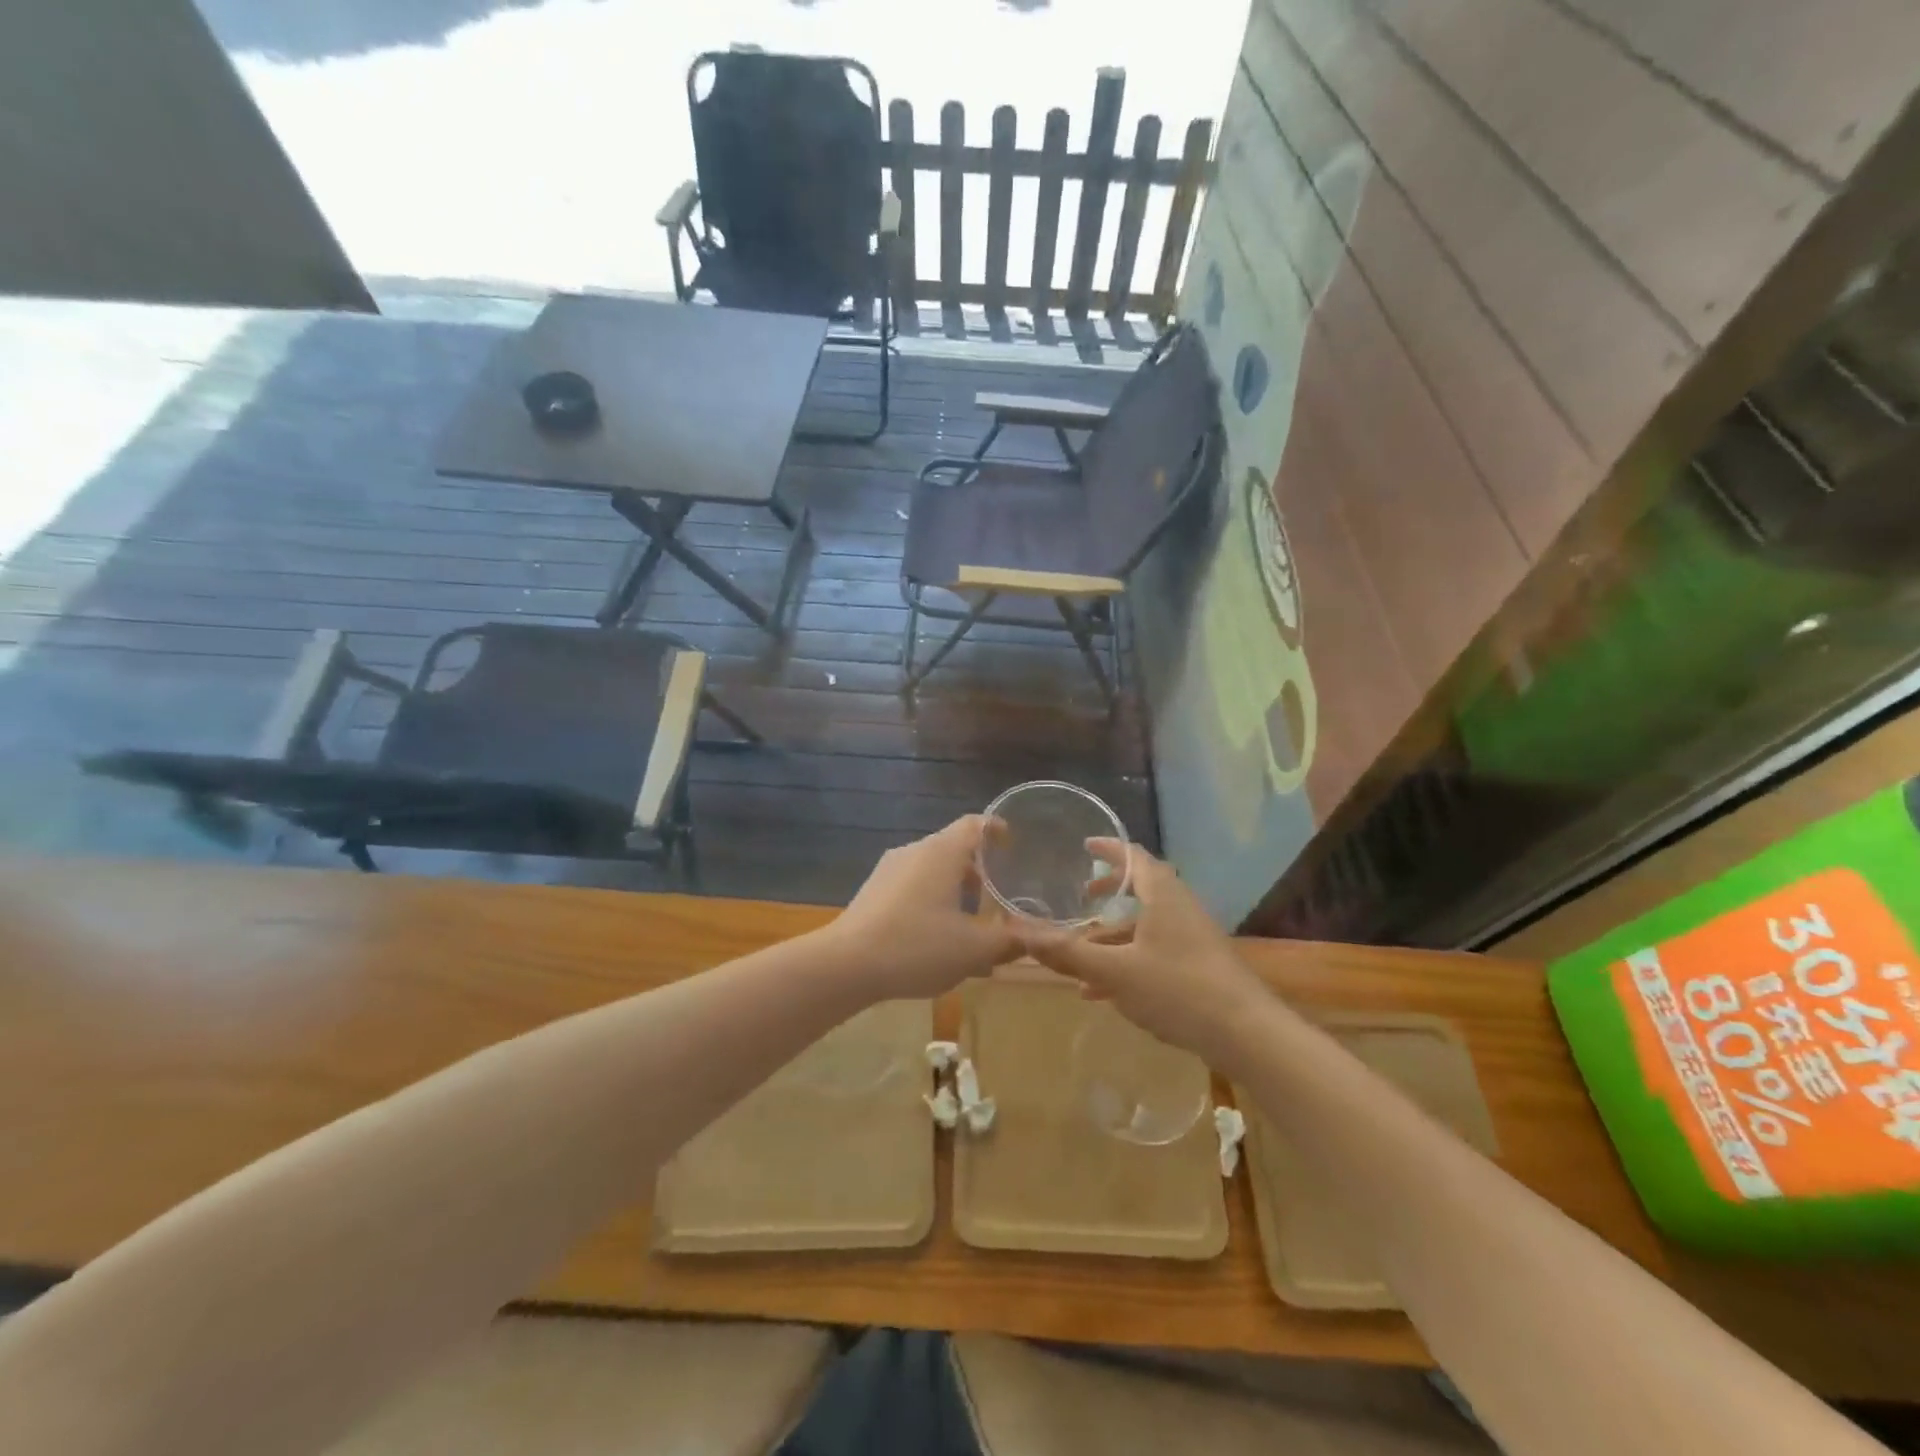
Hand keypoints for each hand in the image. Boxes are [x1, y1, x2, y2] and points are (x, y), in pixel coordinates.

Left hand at [829, 816, 1021, 998]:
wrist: (846, 965)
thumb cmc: (916, 946)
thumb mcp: (973, 949)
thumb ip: (1010, 940)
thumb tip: (1040, 937)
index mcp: (942, 852)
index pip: (975, 824)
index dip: (997, 829)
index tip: (1012, 844)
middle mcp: (915, 851)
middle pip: (953, 848)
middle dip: (978, 870)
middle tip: (999, 894)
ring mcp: (889, 870)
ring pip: (931, 870)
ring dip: (954, 890)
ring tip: (971, 923)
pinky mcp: (872, 892)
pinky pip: (912, 886)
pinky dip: (931, 901)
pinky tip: (936, 938)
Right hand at [1024, 840, 1265, 1061]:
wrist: (1248, 1034)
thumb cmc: (1179, 989)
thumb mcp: (1115, 972)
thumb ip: (1068, 953)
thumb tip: (1019, 932)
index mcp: (1162, 895)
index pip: (1133, 855)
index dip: (1107, 848)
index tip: (1083, 845)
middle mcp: (1179, 907)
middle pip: (1141, 888)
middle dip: (1109, 891)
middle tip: (1081, 895)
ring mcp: (1193, 937)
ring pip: (1146, 924)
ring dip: (1113, 933)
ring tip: (1081, 951)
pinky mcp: (1199, 965)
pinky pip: (1155, 950)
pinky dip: (1127, 958)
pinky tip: (1102, 991)